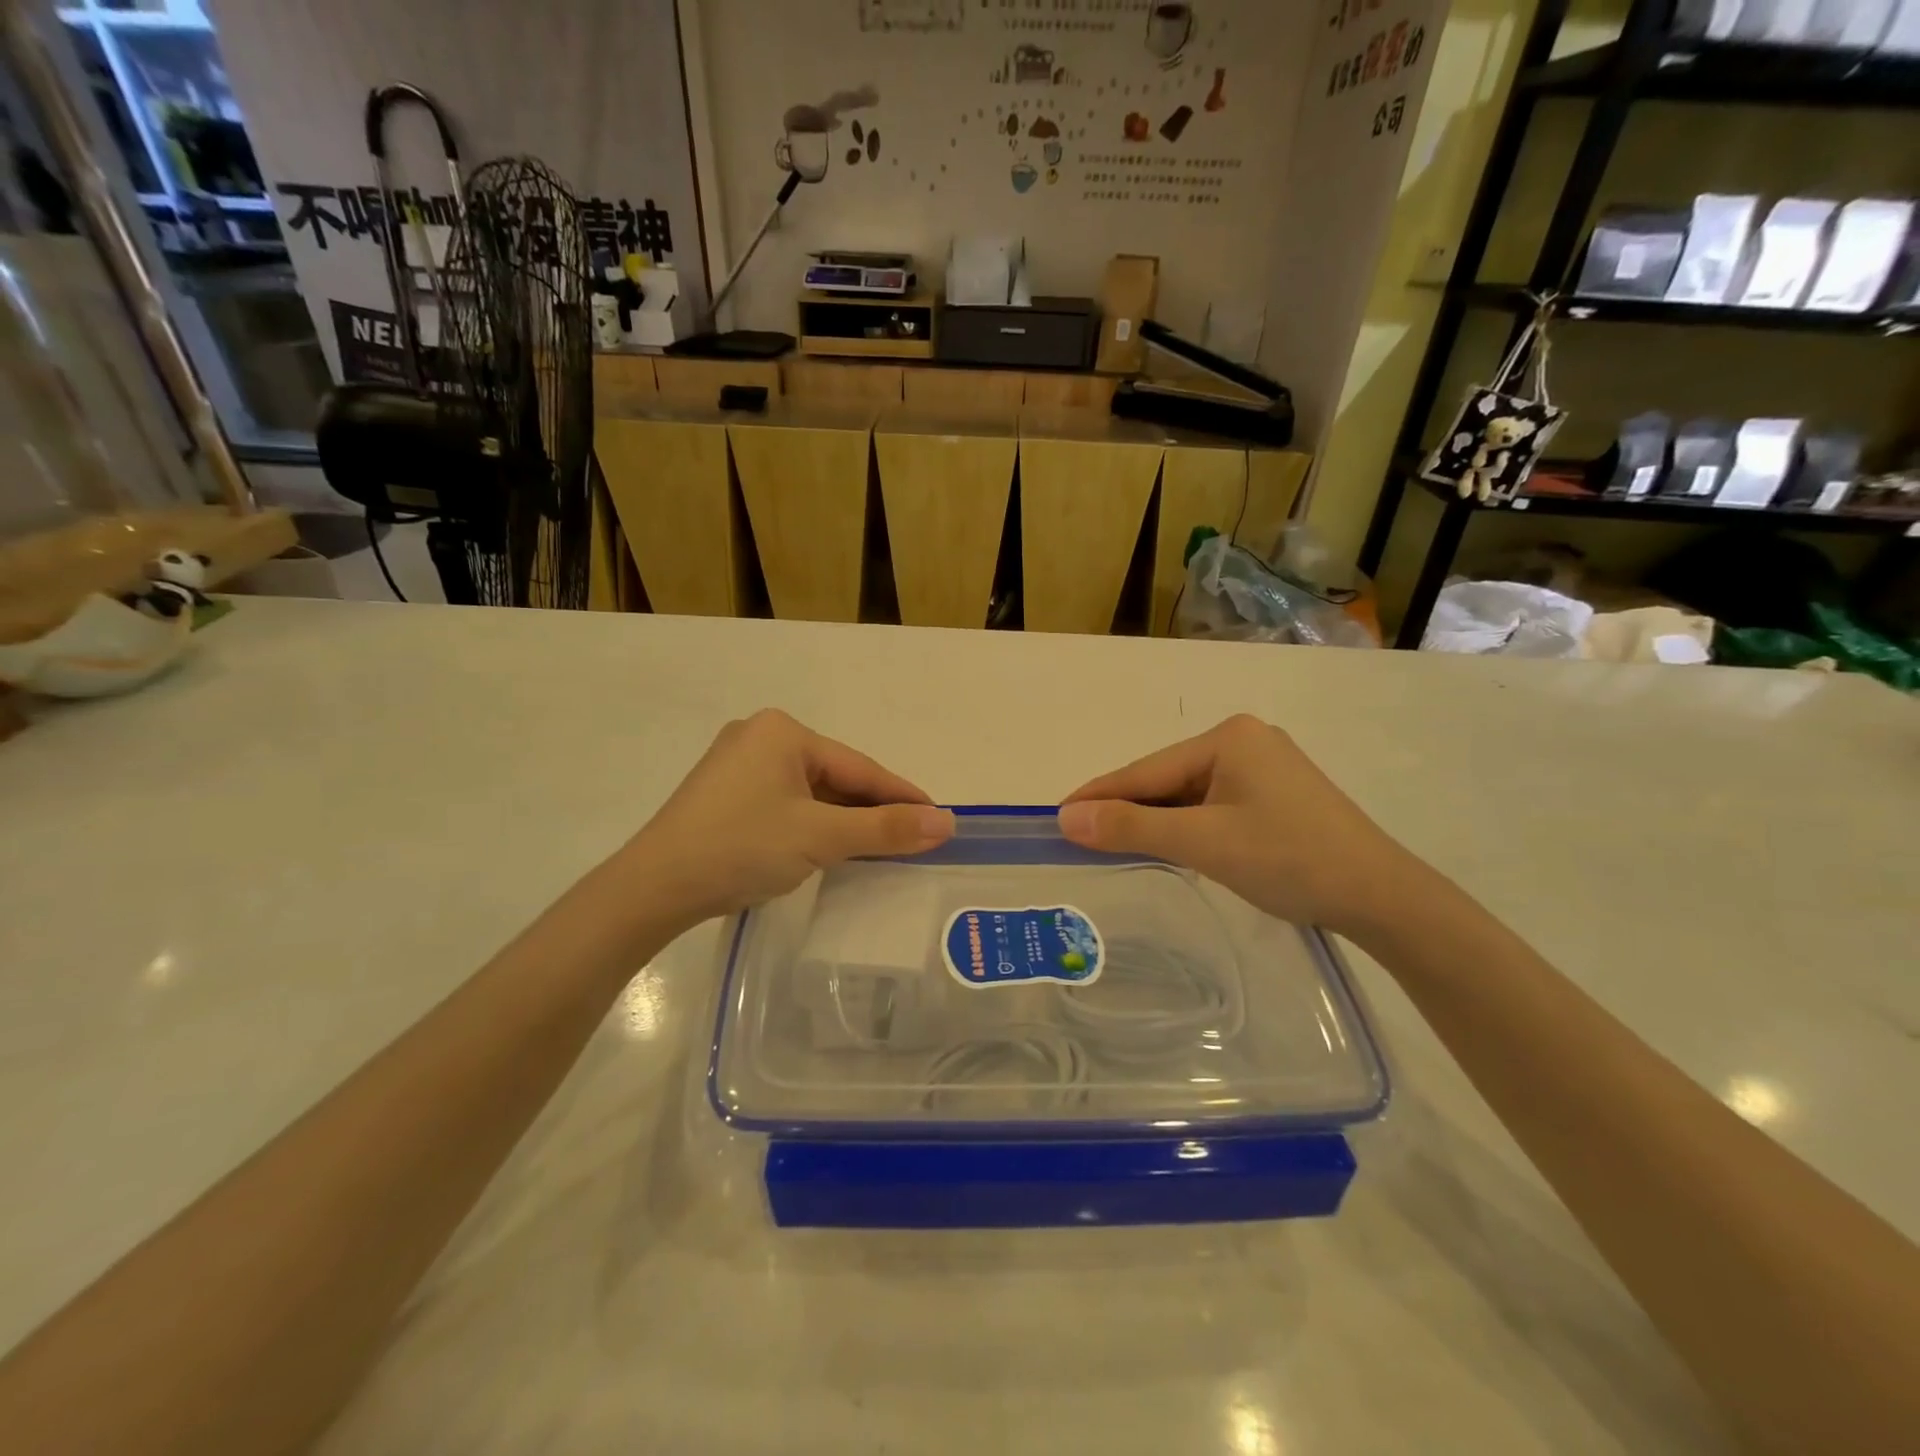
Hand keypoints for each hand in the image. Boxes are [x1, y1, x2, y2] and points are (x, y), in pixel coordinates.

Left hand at [626, 710, 953, 928]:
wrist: (653, 888)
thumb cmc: (742, 848)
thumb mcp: (821, 837)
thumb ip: (886, 828)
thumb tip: (947, 822)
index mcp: (783, 732)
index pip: (860, 767)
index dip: (902, 795)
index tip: (939, 818)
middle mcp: (760, 736)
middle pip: (835, 777)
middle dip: (872, 809)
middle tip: (913, 838)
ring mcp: (737, 765)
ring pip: (811, 792)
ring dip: (843, 819)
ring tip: (880, 846)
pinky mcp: (724, 794)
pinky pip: (786, 803)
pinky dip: (813, 824)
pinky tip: (830, 846)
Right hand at [1057, 714, 1420, 935]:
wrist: (1382, 898)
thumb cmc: (1289, 860)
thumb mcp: (1202, 843)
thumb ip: (1132, 827)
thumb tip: (1065, 816)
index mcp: (1227, 737)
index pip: (1145, 769)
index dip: (1098, 795)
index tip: (1055, 815)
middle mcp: (1244, 741)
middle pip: (1166, 779)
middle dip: (1126, 809)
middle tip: (1080, 838)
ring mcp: (1263, 767)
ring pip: (1188, 794)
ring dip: (1155, 820)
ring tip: (1113, 844)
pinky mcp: (1275, 795)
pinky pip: (1212, 805)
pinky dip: (1185, 826)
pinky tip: (1169, 844)